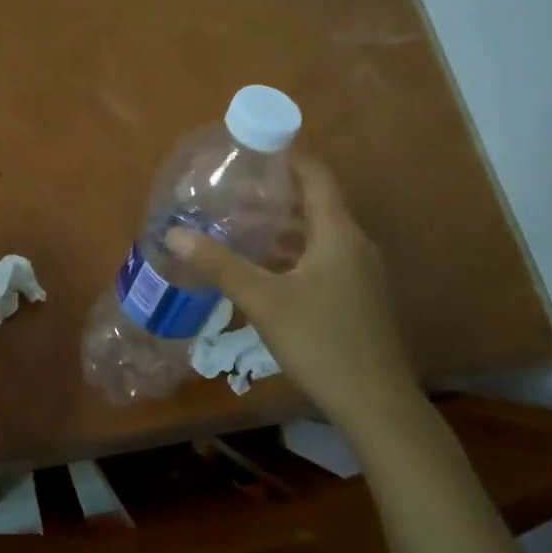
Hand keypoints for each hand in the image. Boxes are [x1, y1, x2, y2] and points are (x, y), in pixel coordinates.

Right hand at [167, 155, 419, 432]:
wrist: (377, 406)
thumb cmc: (322, 342)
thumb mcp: (264, 301)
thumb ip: (219, 265)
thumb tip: (174, 235)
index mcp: (338, 232)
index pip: (315, 174)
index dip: (287, 154)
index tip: (251, 146)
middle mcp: (354, 244)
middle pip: (314, 202)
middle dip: (274, 191)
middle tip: (232, 187)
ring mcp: (360, 272)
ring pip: (317, 233)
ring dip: (282, 225)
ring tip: (239, 222)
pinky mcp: (357, 297)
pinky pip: (322, 257)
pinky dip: (293, 251)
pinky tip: (264, 267)